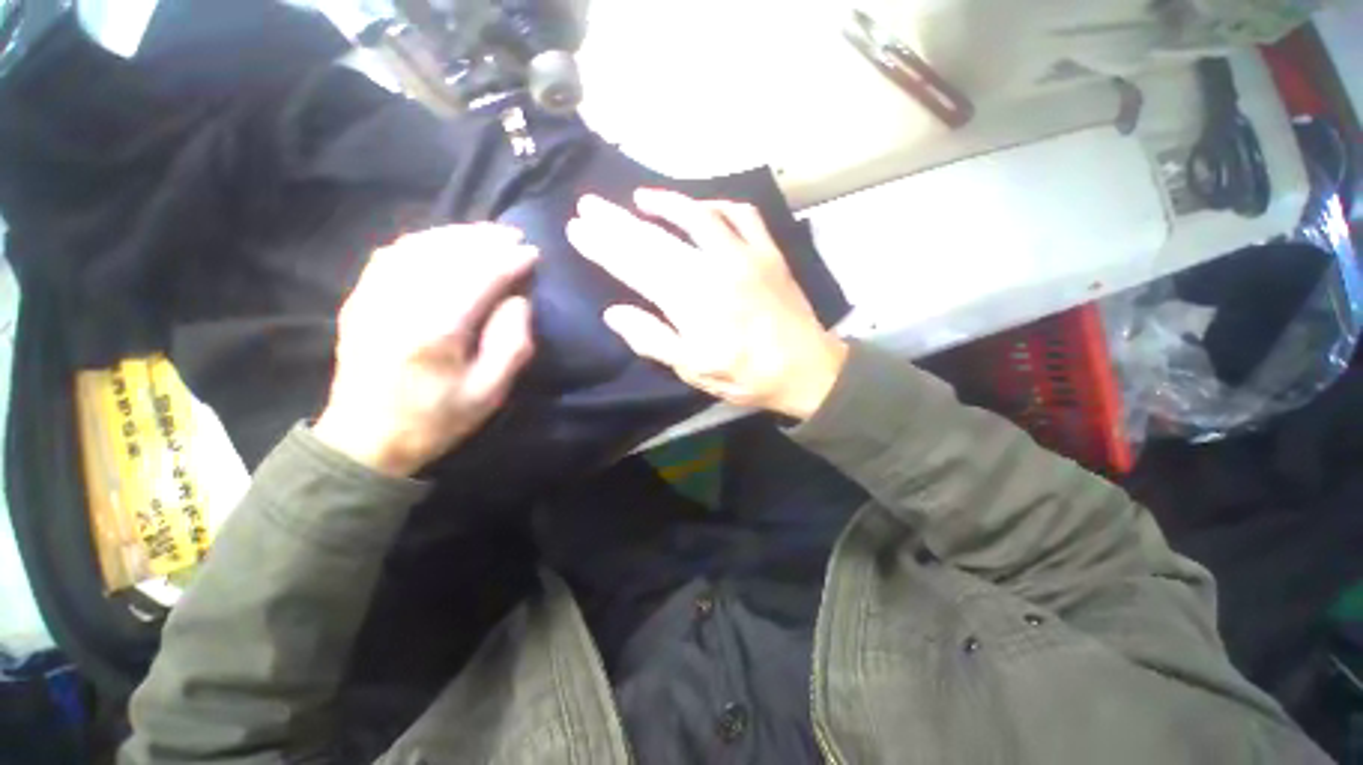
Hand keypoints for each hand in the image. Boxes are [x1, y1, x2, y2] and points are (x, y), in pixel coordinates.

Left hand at [313, 225, 537, 476]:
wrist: (366, 439)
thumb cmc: (436, 419)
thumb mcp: (489, 392)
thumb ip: (511, 343)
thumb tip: (518, 300)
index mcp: (437, 330)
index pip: (479, 276)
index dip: (509, 260)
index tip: (533, 253)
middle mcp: (401, 303)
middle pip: (448, 253)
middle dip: (485, 240)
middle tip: (514, 236)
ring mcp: (374, 297)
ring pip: (418, 246)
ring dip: (456, 234)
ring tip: (485, 234)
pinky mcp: (360, 299)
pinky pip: (392, 254)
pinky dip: (423, 241)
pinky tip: (443, 243)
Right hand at [566, 189, 846, 419]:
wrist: (806, 369)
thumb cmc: (746, 375)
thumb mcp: (693, 369)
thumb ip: (652, 339)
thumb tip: (614, 313)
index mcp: (690, 302)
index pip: (636, 266)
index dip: (604, 247)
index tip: (578, 230)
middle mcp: (712, 269)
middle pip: (656, 238)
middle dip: (618, 221)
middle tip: (589, 205)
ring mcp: (744, 255)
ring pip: (695, 217)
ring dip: (663, 204)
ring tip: (637, 199)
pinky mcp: (768, 251)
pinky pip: (741, 215)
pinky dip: (717, 206)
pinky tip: (701, 207)